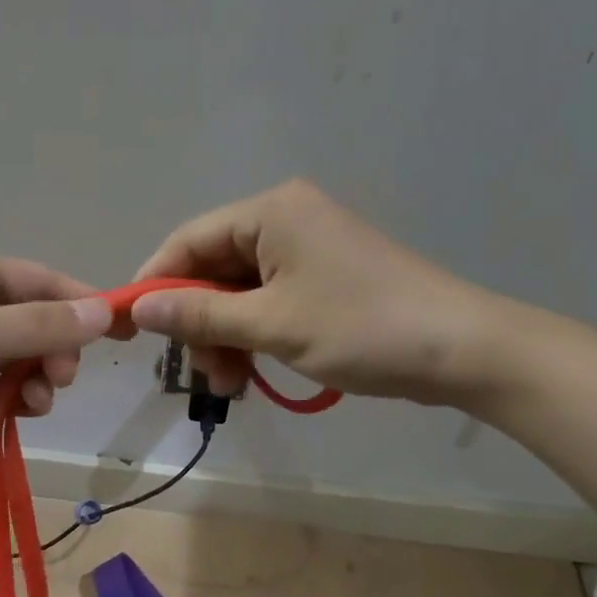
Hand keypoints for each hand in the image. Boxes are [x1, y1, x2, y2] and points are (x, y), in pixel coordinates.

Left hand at [0, 246, 112, 472]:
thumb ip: (36, 326)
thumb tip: (103, 312)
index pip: (40, 281)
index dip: (82, 304)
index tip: (122, 333)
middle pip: (29, 319)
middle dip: (52, 349)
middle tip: (56, 381)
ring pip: (11, 354)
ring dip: (31, 377)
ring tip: (33, 404)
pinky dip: (6, 395)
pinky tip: (16, 413)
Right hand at [130, 180, 515, 405]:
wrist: (464, 350)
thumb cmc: (362, 327)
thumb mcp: (270, 324)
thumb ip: (198, 314)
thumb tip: (139, 308)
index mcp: (270, 212)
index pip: (188, 241)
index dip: (155, 283)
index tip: (132, 328)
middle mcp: (285, 220)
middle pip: (212, 269)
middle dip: (199, 322)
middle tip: (203, 371)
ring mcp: (306, 249)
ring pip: (237, 292)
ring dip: (225, 337)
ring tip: (232, 384)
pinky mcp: (323, 277)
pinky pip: (267, 302)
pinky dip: (253, 335)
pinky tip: (252, 372)